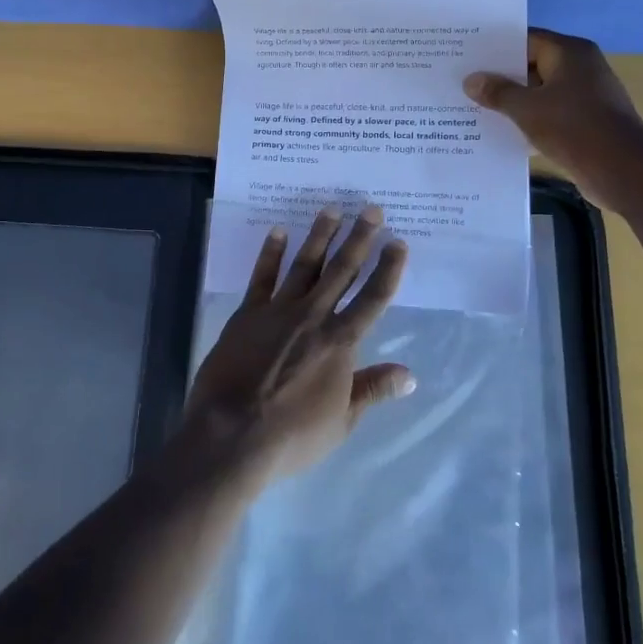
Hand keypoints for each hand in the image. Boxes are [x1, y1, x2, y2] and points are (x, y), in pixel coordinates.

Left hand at [182, 205, 413, 486]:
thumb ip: (373, 390)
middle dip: (359, 238)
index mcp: (340, 342)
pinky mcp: (248, 313)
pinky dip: (271, 253)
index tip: (398, 242)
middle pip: (341, 271)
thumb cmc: (293, 435)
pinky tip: (279, 231)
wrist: (233, 433)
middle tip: (371, 208)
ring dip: (319, 236)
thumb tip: (409, 375)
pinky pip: (262, 276)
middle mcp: (313, 316)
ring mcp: (278, 310)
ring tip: (331, 209)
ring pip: (305, 265)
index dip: (388, 269)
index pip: (373, 299)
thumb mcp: (342, 421)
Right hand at [464, 29, 642, 214]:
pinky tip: (500, 129)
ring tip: (474, 106)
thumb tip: (471, 80)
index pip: (525, 39)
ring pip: (539, 90)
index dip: (495, 47)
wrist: (623, 172)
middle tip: (463, 81)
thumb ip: (497, 92)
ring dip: (512, 100)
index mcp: (569, 52)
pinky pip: (549, 112)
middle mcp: (580, 67)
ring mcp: (585, 94)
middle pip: (531, 64)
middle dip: (500, 75)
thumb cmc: (574, 128)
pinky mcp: (586, 120)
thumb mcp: (527, 109)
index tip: (466, 56)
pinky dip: (528, 118)